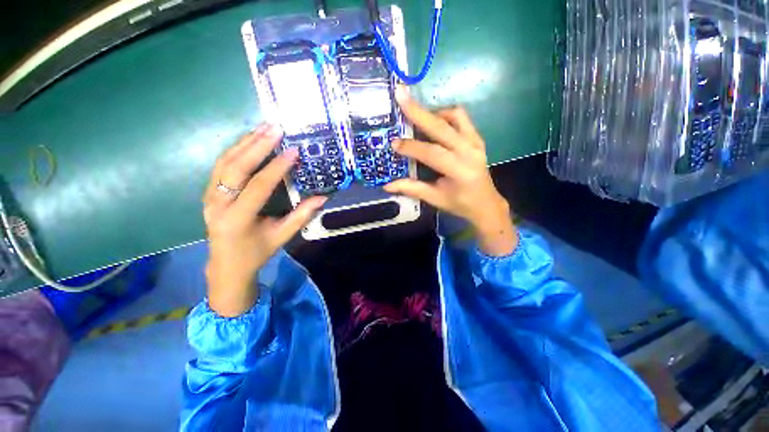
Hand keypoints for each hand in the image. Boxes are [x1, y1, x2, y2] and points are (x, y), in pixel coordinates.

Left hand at [203, 125, 326, 316]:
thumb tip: (322, 198)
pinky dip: (236, 150)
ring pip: (225, 162)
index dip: (277, 167)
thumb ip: (302, 216)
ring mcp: (209, 196)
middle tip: (275, 128)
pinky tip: (250, 140)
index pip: (259, 186)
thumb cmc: (257, 252)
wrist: (226, 265)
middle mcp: (218, 204)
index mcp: (237, 218)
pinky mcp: (209, 192)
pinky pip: (221, 165)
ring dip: (245, 142)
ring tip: (264, 127)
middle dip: (257, 145)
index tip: (293, 151)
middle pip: (235, 167)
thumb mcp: (282, 236)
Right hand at [384, 89, 517, 255]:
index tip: (393, 143)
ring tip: (416, 115)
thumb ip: (412, 188)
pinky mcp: (477, 138)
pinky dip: (446, 115)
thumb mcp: (435, 198)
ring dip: (433, 112)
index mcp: (459, 170)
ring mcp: (476, 142)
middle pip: (442, 127)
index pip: (432, 153)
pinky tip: (434, 122)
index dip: (411, 147)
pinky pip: (462, 118)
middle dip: (418, 111)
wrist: (486, 203)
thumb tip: (387, 185)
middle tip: (400, 95)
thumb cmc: (459, 203)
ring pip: (454, 116)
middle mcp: (470, 151)